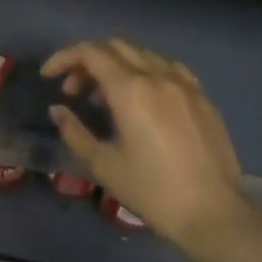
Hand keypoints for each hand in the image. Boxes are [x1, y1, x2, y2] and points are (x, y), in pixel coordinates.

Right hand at [43, 39, 250, 253]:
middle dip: (87, 62)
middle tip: (74, 91)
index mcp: (131, 90)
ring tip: (106, 99)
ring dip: (116, 65)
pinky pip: (168, 68)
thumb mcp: (104, 166)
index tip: (48, 76)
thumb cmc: (152, 192)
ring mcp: (184, 84)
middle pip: (115, 47)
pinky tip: (145, 98)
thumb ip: (75, 132)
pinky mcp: (202, 97)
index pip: (90, 53)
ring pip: (142, 54)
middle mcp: (157, 76)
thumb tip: (58, 110)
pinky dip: (147, 72)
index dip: (64, 58)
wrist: (213, 214)